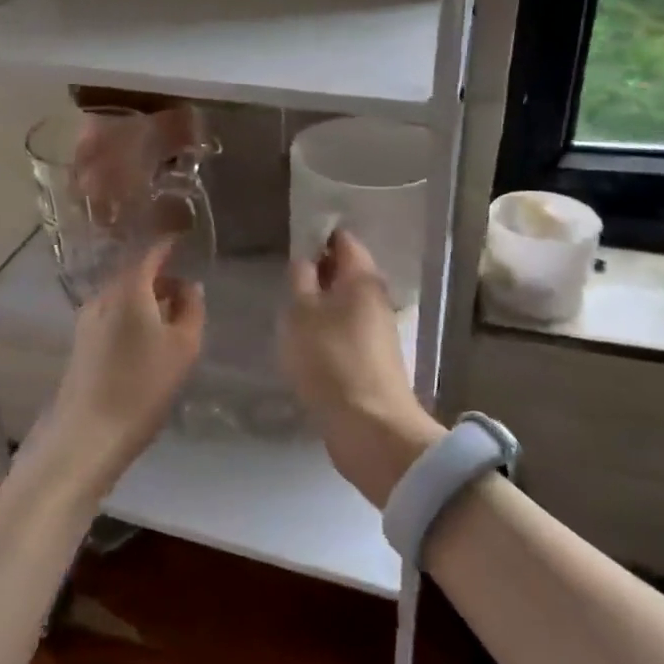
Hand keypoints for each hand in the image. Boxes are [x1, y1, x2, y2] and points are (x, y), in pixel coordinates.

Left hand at [27, 240, 204, 498]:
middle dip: (160, 275)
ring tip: (171, 315)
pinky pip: (112, 314)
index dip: (169, 244)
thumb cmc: (143, 385)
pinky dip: (133, 313)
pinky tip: (147, 337)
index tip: (186, 239)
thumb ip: (191, 309)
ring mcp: (87, 319)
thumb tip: (189, 286)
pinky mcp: (81, 342)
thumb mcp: (183, 346)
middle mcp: (103, 295)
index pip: (149, 252)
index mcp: (128, 288)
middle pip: (133, 273)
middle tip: (186, 286)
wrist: (88, 432)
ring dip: (146, 297)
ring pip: (122, 295)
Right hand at [280, 230, 444, 507]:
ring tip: (289, 309)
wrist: (369, 428)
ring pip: (345, 303)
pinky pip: (346, 330)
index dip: (318, 236)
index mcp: (362, 279)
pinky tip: (305, 342)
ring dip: (320, 303)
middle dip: (318, 271)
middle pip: (347, 272)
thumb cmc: (331, 360)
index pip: (344, 241)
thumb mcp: (302, 314)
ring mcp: (378, 330)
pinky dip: (327, 329)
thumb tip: (306, 261)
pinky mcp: (373, 359)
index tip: (292, 242)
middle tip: (285, 278)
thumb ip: (301, 281)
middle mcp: (376, 298)